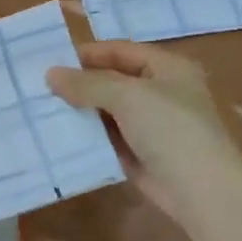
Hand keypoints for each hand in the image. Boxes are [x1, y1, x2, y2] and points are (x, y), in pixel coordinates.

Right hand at [47, 41, 241, 223]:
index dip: (89, 53)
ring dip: (81, 111)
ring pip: (108, 111)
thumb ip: (87, 83)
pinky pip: (108, 138)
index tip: (52, 61)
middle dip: (80, 83)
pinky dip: (88, 136)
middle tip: (41, 87)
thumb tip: (50, 74)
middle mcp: (161, 92)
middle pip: (113, 80)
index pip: (121, 51)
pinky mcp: (140, 154)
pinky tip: (59, 135)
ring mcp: (151, 125)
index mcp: (168, 68)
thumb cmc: (170, 129)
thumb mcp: (127, 96)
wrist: (200, 190)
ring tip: (43, 109)